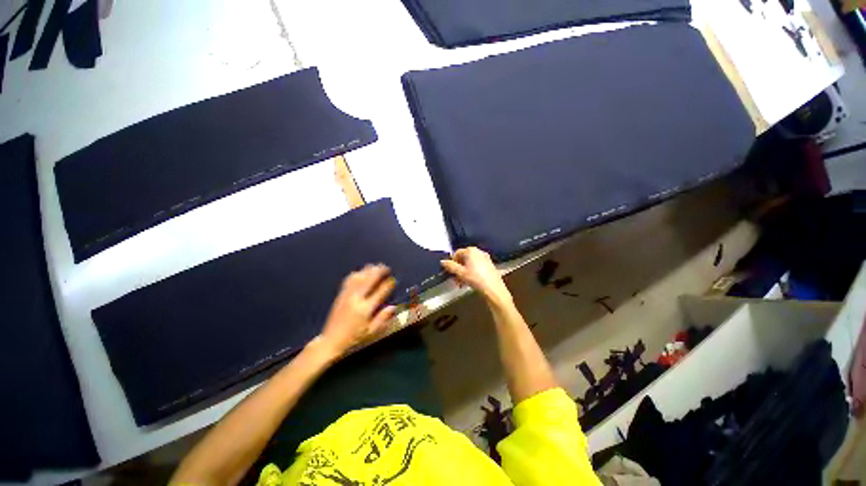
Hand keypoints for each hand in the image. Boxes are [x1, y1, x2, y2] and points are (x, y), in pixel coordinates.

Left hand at [314, 264, 396, 358]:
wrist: (332, 339)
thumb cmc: (354, 338)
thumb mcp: (371, 332)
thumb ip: (382, 319)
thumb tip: (393, 307)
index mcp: (365, 309)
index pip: (379, 292)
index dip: (387, 285)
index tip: (393, 280)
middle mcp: (355, 299)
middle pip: (368, 280)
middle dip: (378, 272)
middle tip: (386, 267)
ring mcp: (346, 296)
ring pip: (358, 278)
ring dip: (367, 271)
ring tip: (375, 267)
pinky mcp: (340, 296)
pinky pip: (348, 281)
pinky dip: (356, 274)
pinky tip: (360, 273)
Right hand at [441, 247, 511, 305]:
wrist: (493, 288)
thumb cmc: (475, 278)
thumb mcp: (460, 273)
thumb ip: (450, 266)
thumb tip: (442, 261)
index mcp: (470, 250)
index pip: (456, 253)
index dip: (452, 263)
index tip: (450, 273)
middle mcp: (478, 251)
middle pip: (464, 258)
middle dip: (458, 269)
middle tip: (456, 279)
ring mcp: (485, 258)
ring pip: (470, 263)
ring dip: (464, 272)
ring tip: (462, 283)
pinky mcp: (489, 265)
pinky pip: (477, 266)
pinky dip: (472, 272)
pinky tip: (471, 282)